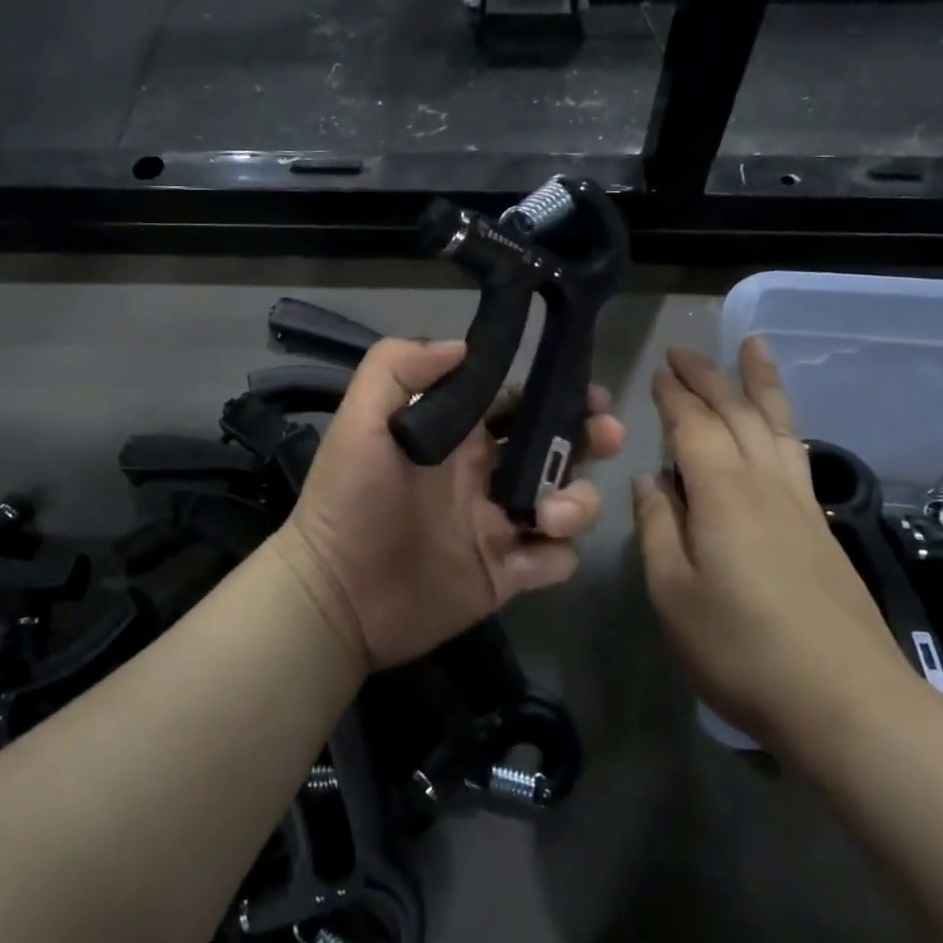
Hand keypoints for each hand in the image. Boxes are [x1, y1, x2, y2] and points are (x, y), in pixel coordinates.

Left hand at [277, 337, 626, 671]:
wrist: (335, 596)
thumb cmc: (348, 500)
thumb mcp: (360, 421)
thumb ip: (398, 369)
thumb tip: (464, 346)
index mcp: (460, 437)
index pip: (519, 405)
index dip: (553, 395)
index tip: (588, 392)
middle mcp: (487, 476)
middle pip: (557, 449)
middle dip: (588, 439)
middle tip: (607, 436)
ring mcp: (500, 526)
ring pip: (569, 503)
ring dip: (577, 502)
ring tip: (549, 515)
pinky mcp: (506, 574)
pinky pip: (556, 560)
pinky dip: (557, 554)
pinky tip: (531, 553)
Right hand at [632, 339, 917, 754]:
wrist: (845, 701)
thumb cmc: (741, 649)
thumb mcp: (672, 593)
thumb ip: (658, 527)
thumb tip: (649, 480)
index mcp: (723, 492)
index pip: (693, 424)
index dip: (674, 394)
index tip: (657, 369)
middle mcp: (765, 483)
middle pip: (737, 412)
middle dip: (709, 375)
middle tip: (685, 350)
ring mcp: (801, 504)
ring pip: (778, 424)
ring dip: (760, 383)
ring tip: (753, 348)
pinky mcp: (822, 528)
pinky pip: (796, 452)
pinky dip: (782, 422)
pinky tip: (779, 425)